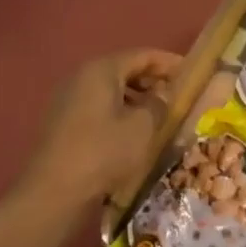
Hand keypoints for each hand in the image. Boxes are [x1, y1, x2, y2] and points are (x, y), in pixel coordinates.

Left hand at [23, 50, 181, 209]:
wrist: (53, 191)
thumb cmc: (103, 152)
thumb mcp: (142, 127)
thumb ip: (159, 104)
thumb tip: (163, 95)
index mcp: (101, 70)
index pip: (142, 55)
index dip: (169, 62)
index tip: (191, 73)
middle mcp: (82, 77)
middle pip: (125, 69)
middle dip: (153, 80)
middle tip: (177, 95)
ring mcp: (69, 99)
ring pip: (112, 90)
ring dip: (137, 98)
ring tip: (160, 115)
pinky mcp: (64, 121)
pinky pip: (99, 107)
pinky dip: (120, 112)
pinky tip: (134, 131)